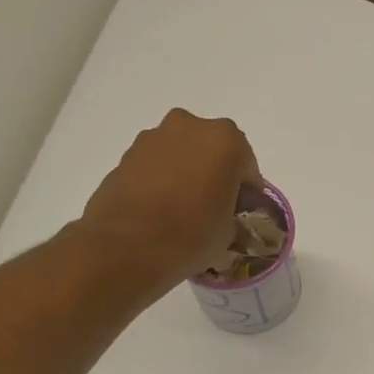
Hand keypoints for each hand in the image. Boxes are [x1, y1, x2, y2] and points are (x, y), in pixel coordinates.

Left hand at [81, 109, 261, 289]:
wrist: (127, 247)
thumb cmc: (192, 235)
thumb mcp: (230, 231)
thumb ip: (232, 212)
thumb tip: (223, 214)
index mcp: (226, 141)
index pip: (247, 165)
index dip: (247, 191)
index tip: (241, 211)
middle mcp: (190, 127)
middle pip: (212, 150)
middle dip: (215, 172)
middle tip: (213, 205)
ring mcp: (153, 137)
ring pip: (181, 153)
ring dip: (186, 173)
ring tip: (183, 208)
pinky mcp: (126, 154)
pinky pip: (156, 164)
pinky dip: (162, 179)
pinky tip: (160, 208)